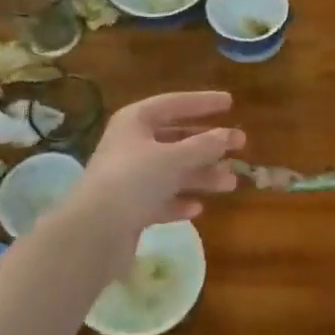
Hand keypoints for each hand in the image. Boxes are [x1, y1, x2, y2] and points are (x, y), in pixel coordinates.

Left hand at [59, 91, 242, 269]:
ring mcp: (128, 178)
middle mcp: (130, 145)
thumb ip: (204, 146)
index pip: (173, 103)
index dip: (202, 102)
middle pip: (175, 139)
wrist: (94, 232)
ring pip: (172, 171)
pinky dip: (179, 201)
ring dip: (201, 175)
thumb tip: (229, 135)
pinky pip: (161, 199)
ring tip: (230, 182)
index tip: (230, 102)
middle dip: (207, 144)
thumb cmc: (134, 180)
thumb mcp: (174, 158)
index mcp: (135, 121)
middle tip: (240, 145)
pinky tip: (197, 208)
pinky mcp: (129, 208)